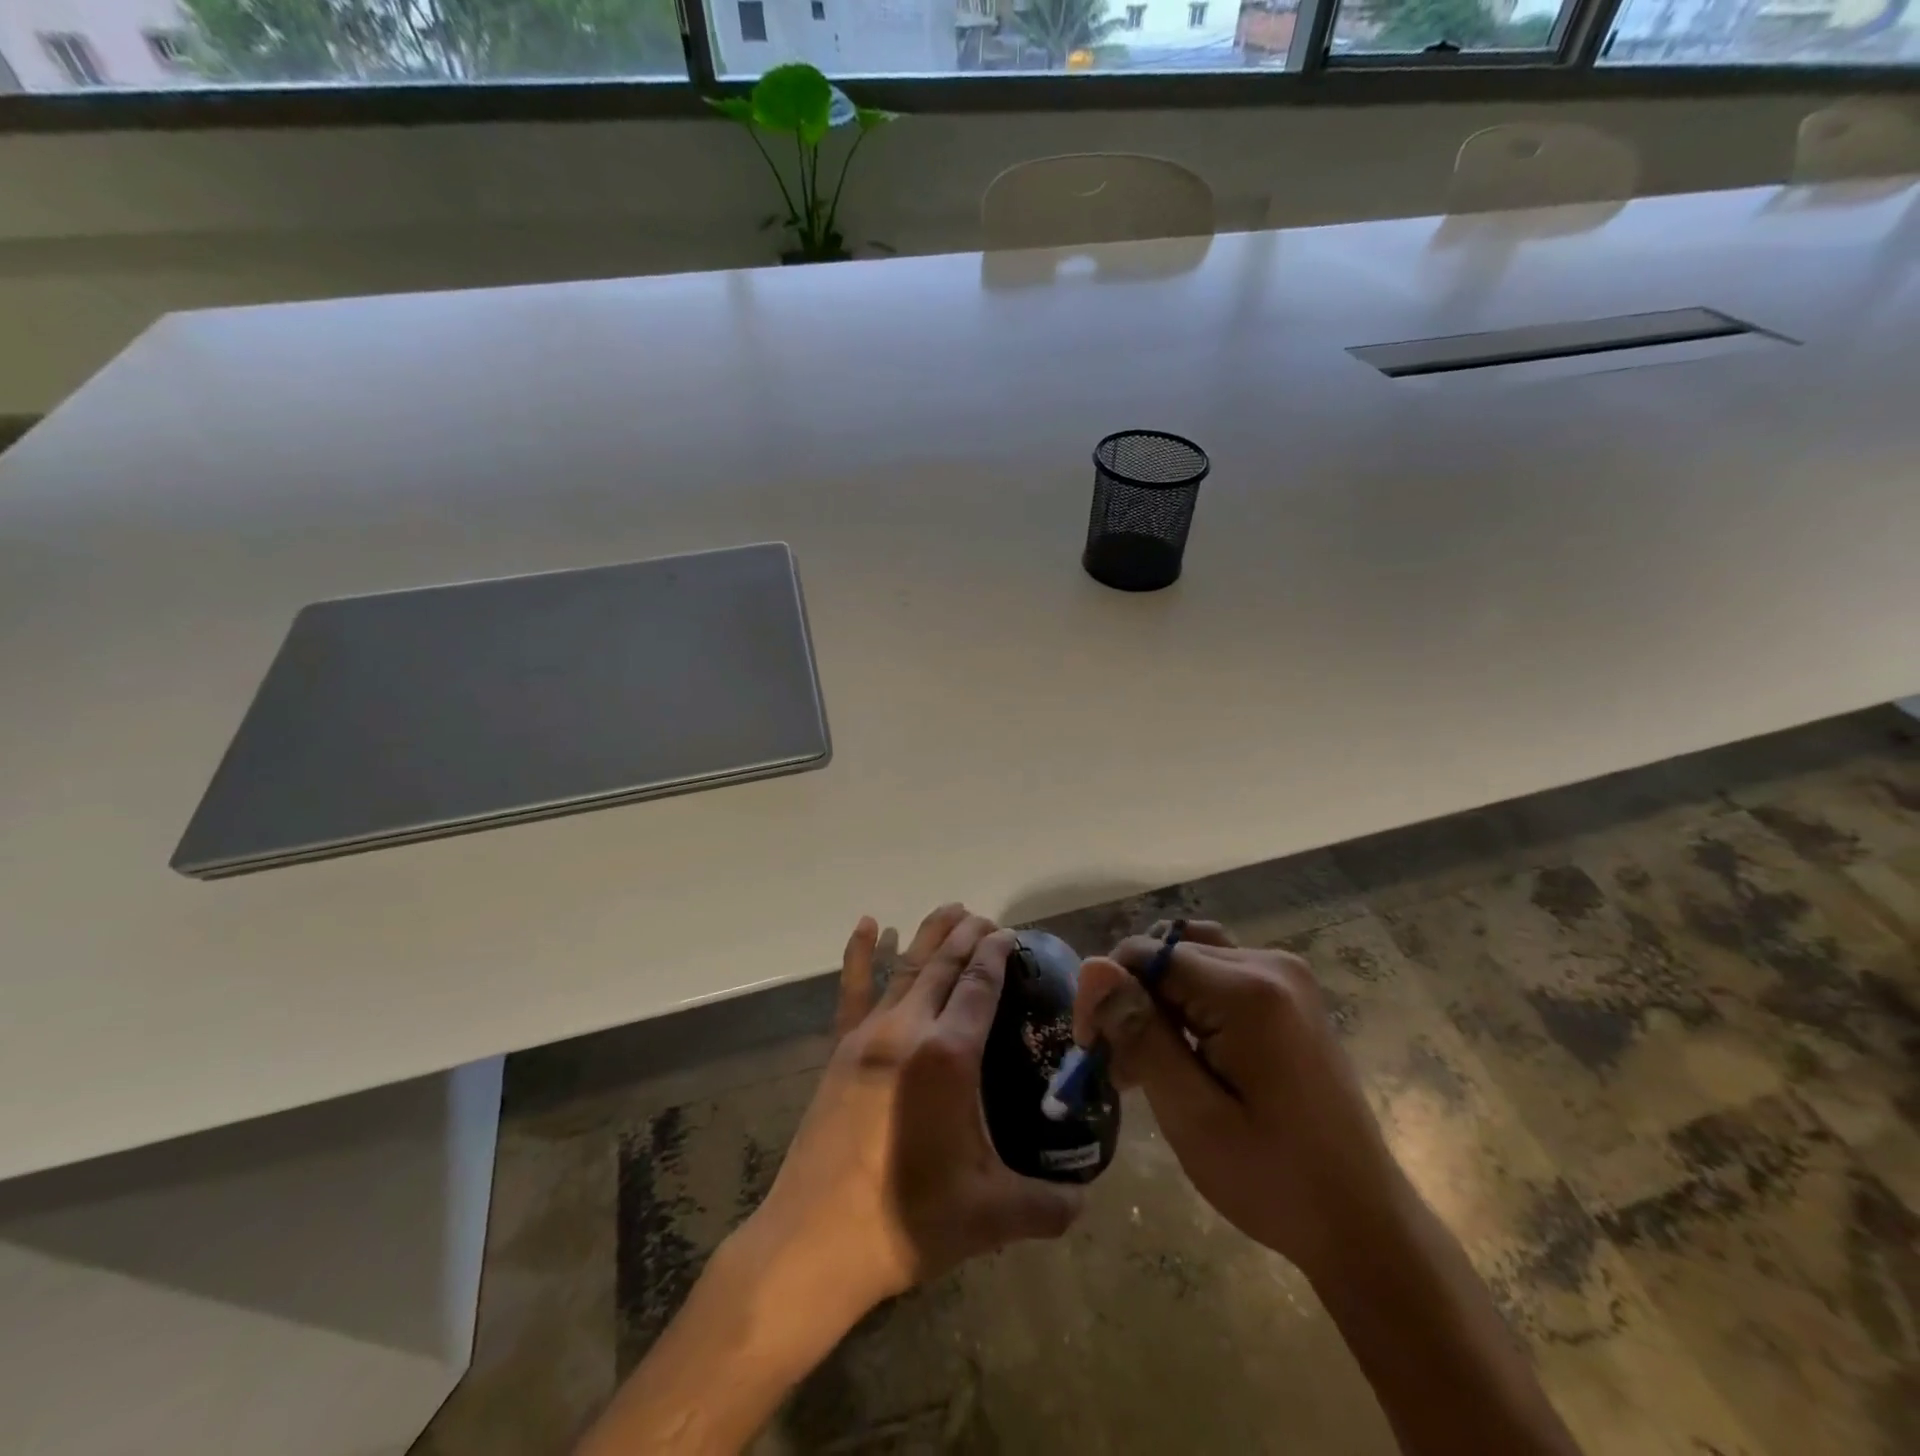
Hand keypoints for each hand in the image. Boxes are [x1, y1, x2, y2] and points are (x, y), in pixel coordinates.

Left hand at [743, 905, 1083, 1320]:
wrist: (814, 1241)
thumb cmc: (907, 1221)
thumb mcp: (990, 1217)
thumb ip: (1046, 1206)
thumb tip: (1085, 1201)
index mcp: (949, 1055)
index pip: (980, 985)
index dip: (997, 954)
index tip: (1010, 934)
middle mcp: (910, 1028)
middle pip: (945, 965)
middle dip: (969, 936)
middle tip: (988, 919)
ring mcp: (869, 1034)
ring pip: (907, 967)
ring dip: (931, 935)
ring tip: (951, 910)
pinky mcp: (841, 1049)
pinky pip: (853, 989)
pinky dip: (861, 953)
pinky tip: (869, 924)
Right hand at [1074, 920, 1407, 1282]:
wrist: (1364, 1224)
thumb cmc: (1274, 1181)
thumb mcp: (1192, 1115)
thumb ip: (1141, 1033)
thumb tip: (1092, 967)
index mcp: (1248, 990)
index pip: (1145, 954)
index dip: (1109, 995)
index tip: (1093, 1051)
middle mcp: (1269, 963)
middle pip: (1167, 954)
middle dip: (1132, 1002)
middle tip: (1122, 1072)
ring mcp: (1285, 976)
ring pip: (1189, 959)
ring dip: (1158, 1002)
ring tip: (1149, 1064)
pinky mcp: (1289, 996)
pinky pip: (1218, 976)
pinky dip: (1189, 1005)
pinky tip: (1184, 1055)